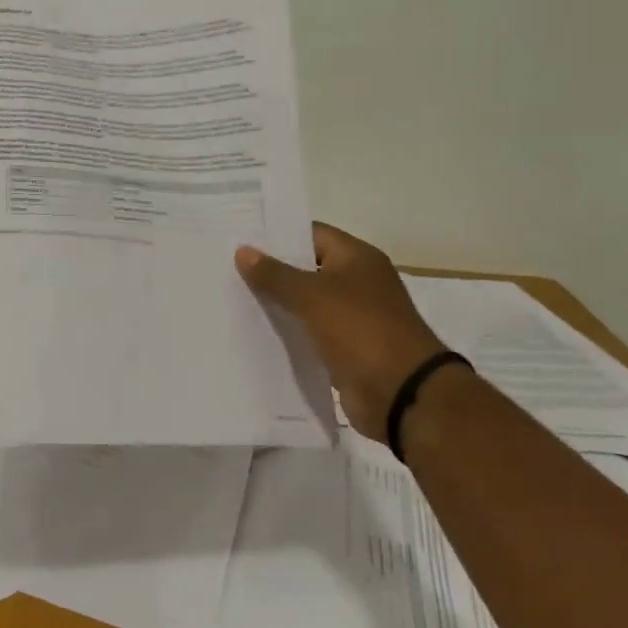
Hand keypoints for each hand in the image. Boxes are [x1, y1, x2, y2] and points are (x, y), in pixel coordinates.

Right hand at [236, 223, 447, 441]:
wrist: (401, 393)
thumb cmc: (360, 330)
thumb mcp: (312, 296)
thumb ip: (275, 274)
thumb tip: (243, 250)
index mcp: (357, 258)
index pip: (311, 234)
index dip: (277, 235)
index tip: (239, 238)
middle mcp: (356, 283)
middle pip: (306, 269)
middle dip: (270, 271)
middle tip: (226, 268)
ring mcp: (352, 318)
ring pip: (305, 303)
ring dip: (276, 304)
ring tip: (231, 298)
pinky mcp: (344, 349)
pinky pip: (308, 334)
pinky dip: (287, 333)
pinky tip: (253, 333)